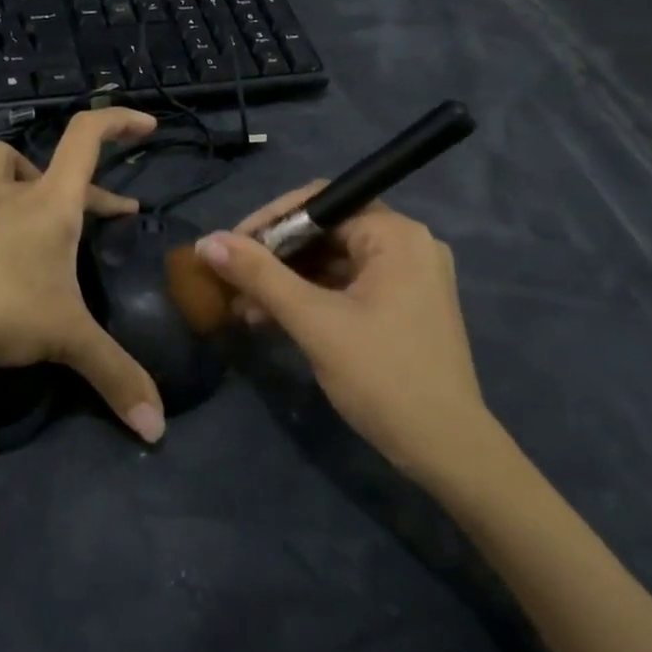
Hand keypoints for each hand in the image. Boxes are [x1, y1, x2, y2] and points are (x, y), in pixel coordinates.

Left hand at [0, 107, 166, 442]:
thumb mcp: (68, 340)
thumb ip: (116, 377)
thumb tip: (157, 429)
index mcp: (51, 205)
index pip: (87, 138)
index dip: (118, 121)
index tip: (146, 126)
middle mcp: (9, 196)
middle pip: (49, 165)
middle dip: (86, 187)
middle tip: (110, 216)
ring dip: (13, 171)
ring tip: (28, 193)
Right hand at [194, 184, 498, 485]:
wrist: (444, 448)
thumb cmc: (381, 376)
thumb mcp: (314, 321)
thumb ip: (260, 276)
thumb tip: (207, 242)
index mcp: (396, 235)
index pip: (320, 202)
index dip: (269, 221)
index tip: (230, 248)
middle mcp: (408, 245)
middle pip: (326, 231)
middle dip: (274, 257)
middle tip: (230, 281)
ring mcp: (409, 278)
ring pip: (333, 262)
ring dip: (286, 281)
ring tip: (242, 307)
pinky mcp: (404, 307)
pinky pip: (347, 287)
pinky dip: (310, 299)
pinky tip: (272, 320)